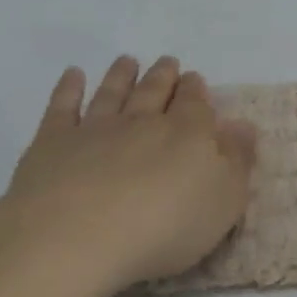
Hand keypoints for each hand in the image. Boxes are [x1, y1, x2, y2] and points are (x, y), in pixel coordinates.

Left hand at [0, 55, 258, 296]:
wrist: (76, 236)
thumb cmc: (163, 226)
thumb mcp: (223, 202)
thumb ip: (236, 161)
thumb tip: (243, 126)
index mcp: (187, 133)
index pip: (195, 103)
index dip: (196, 90)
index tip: (195, 79)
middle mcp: (143, 121)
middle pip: (155, 91)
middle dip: (164, 76)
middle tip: (167, 62)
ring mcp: (95, 128)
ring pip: (113, 93)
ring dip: (121, 75)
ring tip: (127, 60)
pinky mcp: (53, 143)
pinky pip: (63, 107)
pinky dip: (69, 88)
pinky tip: (73, 75)